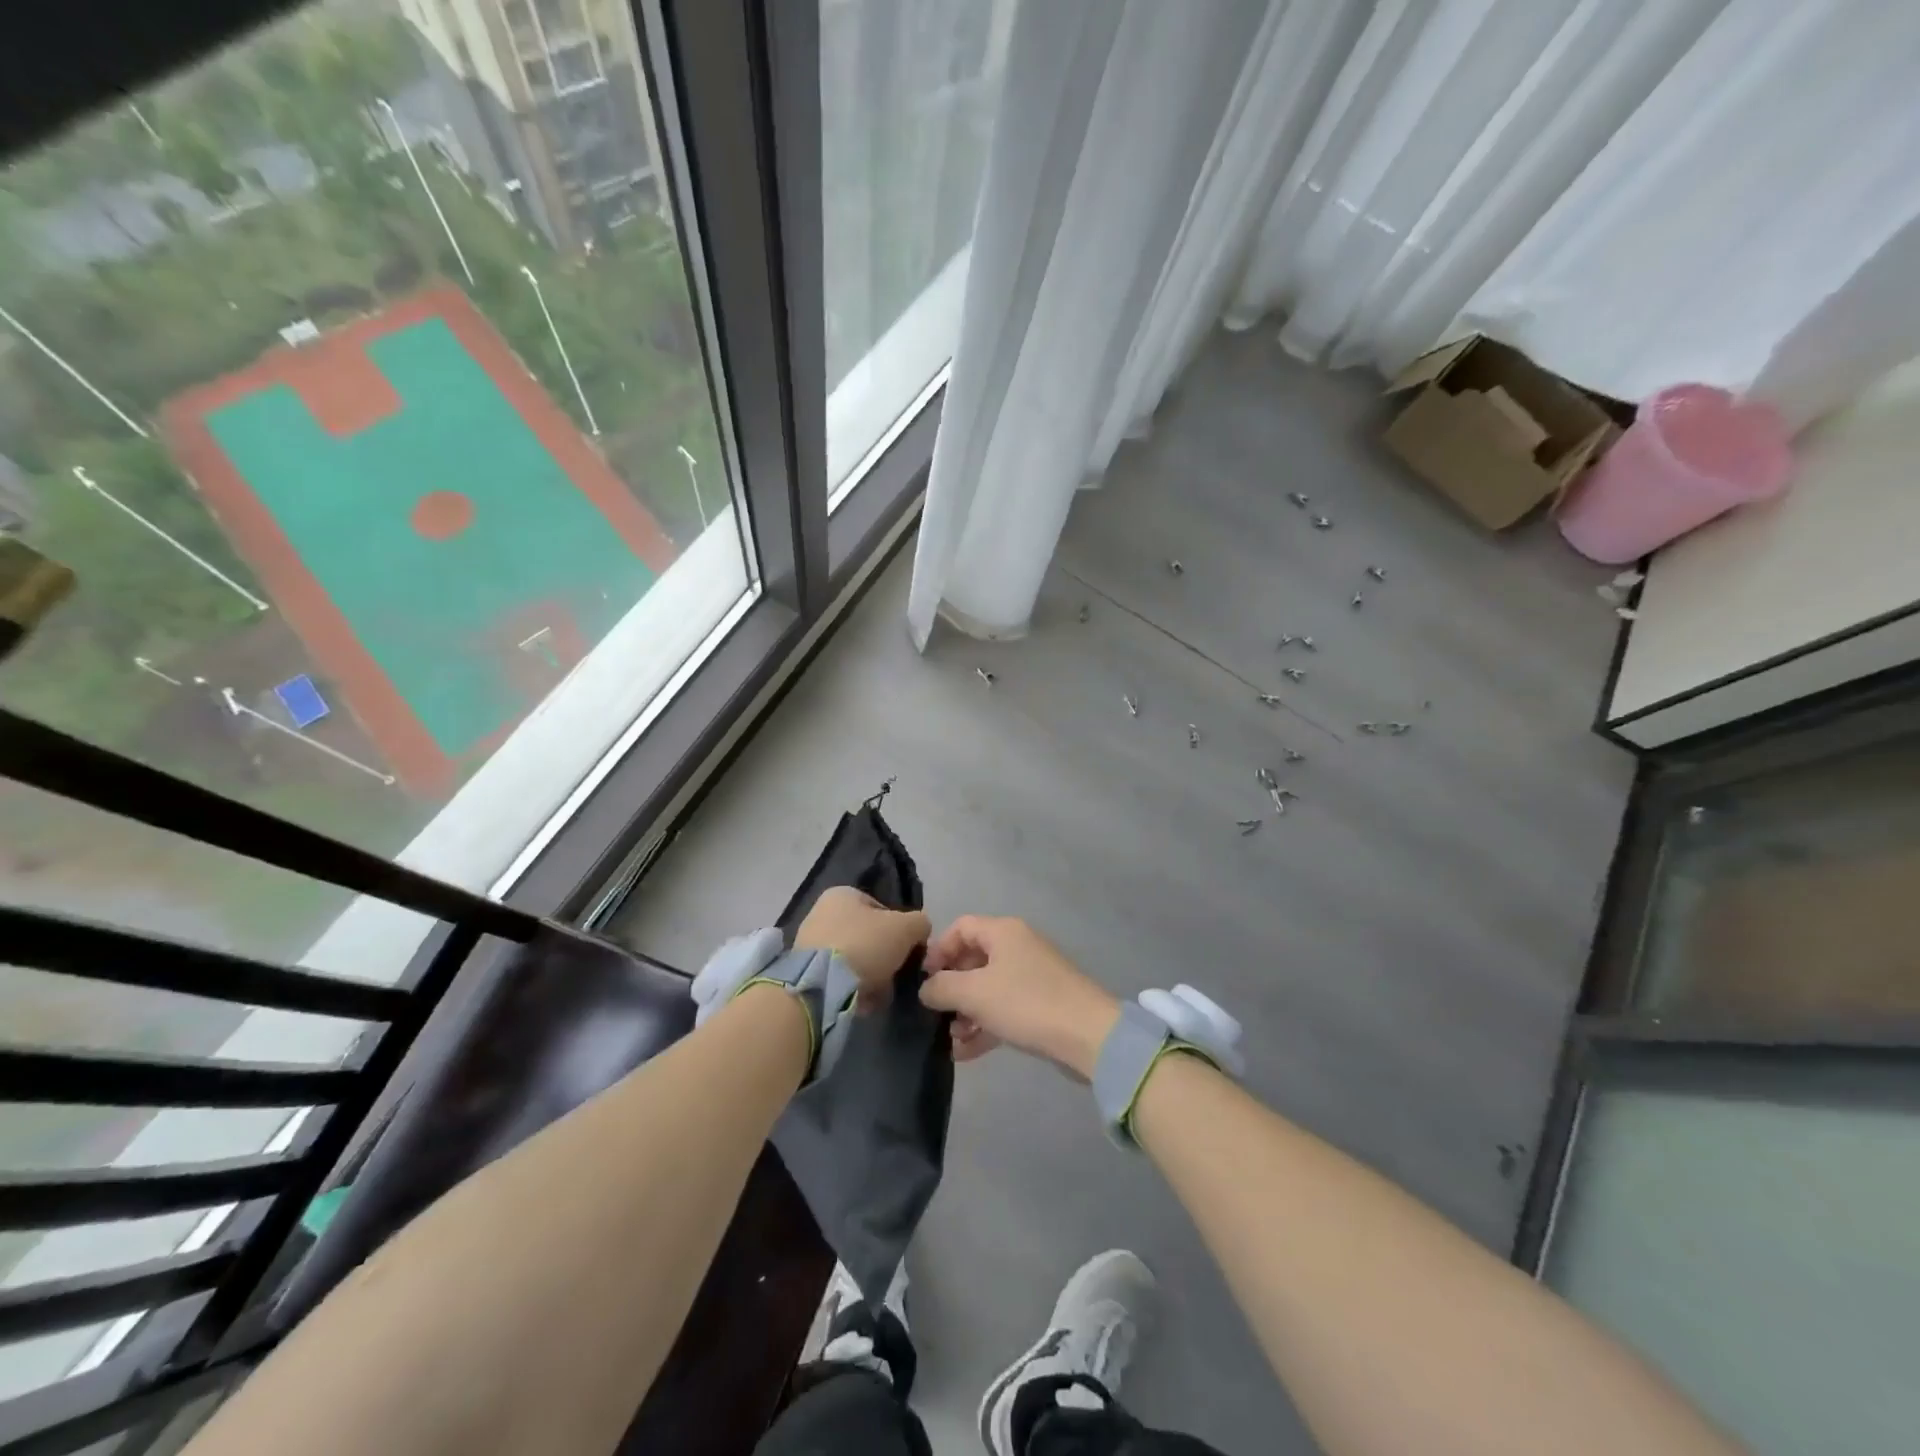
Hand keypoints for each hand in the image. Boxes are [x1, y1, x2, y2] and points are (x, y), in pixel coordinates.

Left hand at [793, 886, 930, 1010]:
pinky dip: (851, 988)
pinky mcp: (803, 971)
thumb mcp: (907, 928)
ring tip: (880, 994)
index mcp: (843, 894)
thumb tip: (920, 930)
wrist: (821, 985)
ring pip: (853, 959)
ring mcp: (808, 942)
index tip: (906, 952)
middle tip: (894, 975)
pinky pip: (837, 978)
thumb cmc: (865, 945)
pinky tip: (862, 1002)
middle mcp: (821, 912)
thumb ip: (920, 923)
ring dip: (870, 976)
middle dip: (883, 958)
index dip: (899, 931)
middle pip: (867, 936)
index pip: (882, 909)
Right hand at [921, 916, 1119, 1076]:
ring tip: (950, 1039)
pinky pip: (1004, 1009)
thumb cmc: (1026, 1003)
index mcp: (1003, 932)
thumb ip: (942, 988)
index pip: (961, 928)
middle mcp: (1017, 947)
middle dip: (951, 987)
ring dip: (966, 1012)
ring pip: (988, 988)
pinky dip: (985, 1026)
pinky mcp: (1042, 1004)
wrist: (1088, 1035)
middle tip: (935, 1013)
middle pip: (973, 959)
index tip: (923, 980)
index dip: (938, 950)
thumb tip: (925, 989)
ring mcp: (1032, 976)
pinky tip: (965, 1053)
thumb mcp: (975, 993)